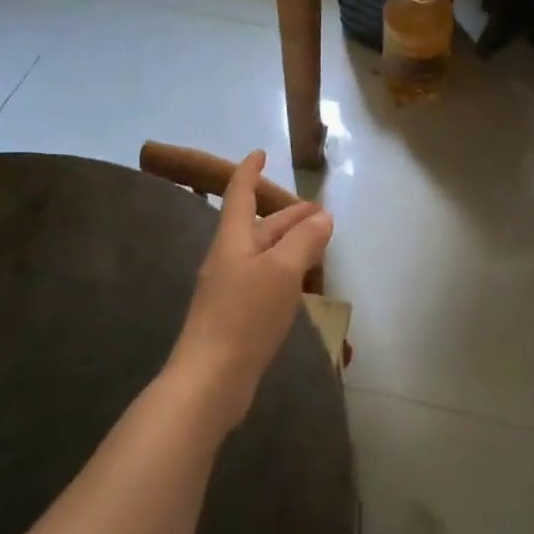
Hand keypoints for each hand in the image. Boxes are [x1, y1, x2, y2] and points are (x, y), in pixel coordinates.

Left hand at [170, 151, 333, 427]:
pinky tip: (302, 283)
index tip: (260, 153)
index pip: (240, 194)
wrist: (210, 379)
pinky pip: (266, 280)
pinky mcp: (237, 315)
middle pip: (259, 226)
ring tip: (319, 243)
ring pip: (265, 254)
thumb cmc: (244, 316)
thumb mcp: (282, 271)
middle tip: (321, 212)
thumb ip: (304, 240)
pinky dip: (286, 271)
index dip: (250, 172)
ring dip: (290, 244)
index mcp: (233, 240)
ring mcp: (231, 289)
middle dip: (288, 215)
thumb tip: (322, 217)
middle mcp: (229, 259)